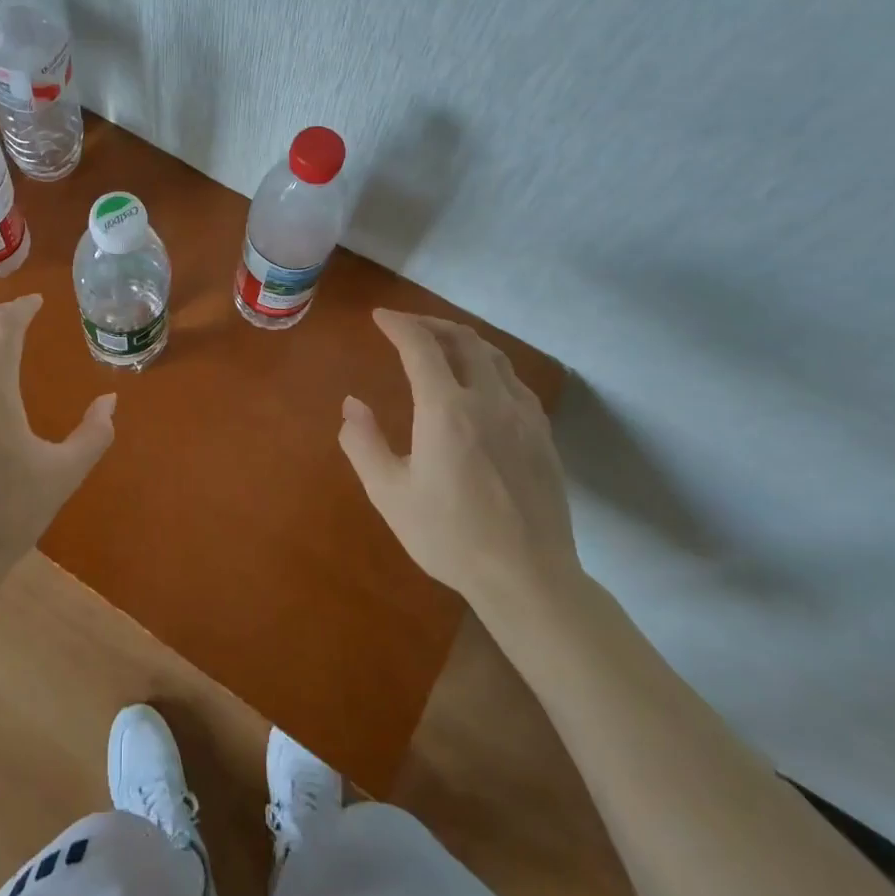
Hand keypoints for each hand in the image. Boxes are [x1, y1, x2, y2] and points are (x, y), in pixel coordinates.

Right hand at [339, 309, 580, 615]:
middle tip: (406, 326)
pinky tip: (481, 384)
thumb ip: (363, 443)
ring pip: (494, 356)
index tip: (379, 317)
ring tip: (441, 345)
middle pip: (463, 339)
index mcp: (446, 410)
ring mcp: (523, 416)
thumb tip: (351, 404)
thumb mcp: (389, 494)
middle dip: (431, 323)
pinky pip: (514, 381)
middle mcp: (489, 400)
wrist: (528, 577)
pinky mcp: (543, 435)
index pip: (421, 347)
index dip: (398, 324)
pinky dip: (490, 366)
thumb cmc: (449, 537)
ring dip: (462, 340)